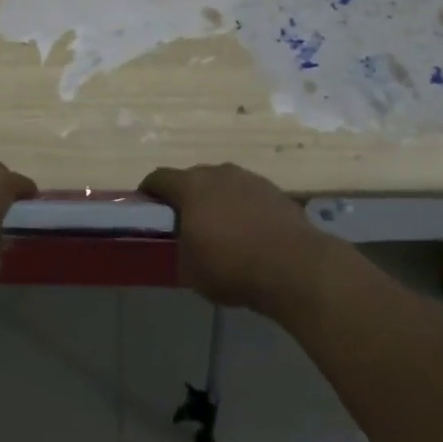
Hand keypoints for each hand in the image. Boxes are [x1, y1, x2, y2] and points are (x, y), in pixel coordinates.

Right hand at [140, 162, 330, 313]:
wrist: (295, 267)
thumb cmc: (232, 266)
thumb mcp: (190, 268)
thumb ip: (181, 247)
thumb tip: (185, 242)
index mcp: (191, 186)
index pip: (159, 178)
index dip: (149, 191)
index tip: (147, 206)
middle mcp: (219, 173)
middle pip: (193, 178)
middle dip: (186, 197)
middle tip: (185, 222)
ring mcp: (250, 179)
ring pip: (223, 185)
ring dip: (217, 200)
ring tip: (221, 228)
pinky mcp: (275, 191)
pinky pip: (248, 196)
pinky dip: (243, 208)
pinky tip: (249, 233)